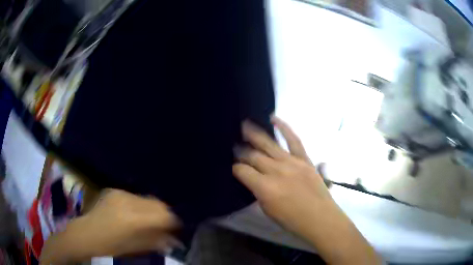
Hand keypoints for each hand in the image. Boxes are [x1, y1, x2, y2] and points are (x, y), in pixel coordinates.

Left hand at [40, 189, 180, 263]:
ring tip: (149, 221)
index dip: (173, 221)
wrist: (85, 233)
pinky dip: (140, 205)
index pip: (163, 214)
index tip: (176, 229)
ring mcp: (120, 193)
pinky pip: (135, 196)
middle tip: (164, 226)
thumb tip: (175, 240)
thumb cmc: (110, 246)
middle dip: (164, 214)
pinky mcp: (114, 190)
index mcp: (133, 218)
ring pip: (146, 198)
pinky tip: (134, 214)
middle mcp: (128, 201)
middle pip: (157, 202)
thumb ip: (156, 241)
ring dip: (152, 209)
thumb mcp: (135, 247)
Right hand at [233, 117, 333, 235]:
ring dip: (255, 134)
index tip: (233, 166)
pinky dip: (284, 128)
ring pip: (269, 144)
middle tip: (235, 145)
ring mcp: (292, 162)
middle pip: (253, 155)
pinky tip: (274, 119)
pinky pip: (294, 140)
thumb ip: (258, 192)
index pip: (242, 171)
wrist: (320, 218)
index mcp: (265, 187)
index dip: (235, 168)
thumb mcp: (268, 210)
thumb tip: (252, 179)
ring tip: (245, 125)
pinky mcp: (304, 159)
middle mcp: (276, 171)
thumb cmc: (292, 219)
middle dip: (241, 150)